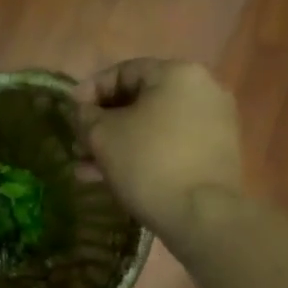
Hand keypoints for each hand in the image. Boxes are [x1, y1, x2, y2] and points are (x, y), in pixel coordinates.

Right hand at [75, 59, 242, 234]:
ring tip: (88, 169)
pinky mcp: (217, 152)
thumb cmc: (148, 163)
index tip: (70, 113)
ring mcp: (214, 122)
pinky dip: (144, 154)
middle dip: (103, 124)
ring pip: (153, 126)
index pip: (123, 71)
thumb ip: (86, 115)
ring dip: (119, 143)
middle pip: (139, 100)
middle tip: (78, 144)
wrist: (202, 215)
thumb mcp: (103, 135)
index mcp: (177, 74)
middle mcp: (202, 90)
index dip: (90, 91)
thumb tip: (84, 110)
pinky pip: (171, 144)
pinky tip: (115, 178)